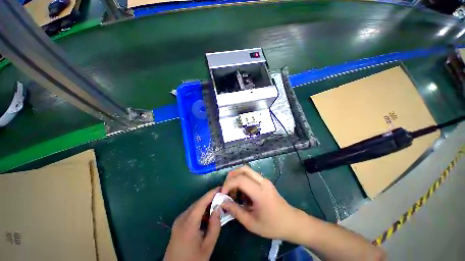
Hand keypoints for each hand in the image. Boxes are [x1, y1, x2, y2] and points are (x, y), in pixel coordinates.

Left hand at [164, 187, 221, 260]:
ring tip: (216, 204)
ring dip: (205, 204)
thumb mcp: (207, 245)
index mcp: (188, 223)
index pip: (201, 202)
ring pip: (194, 207)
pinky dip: (200, 210)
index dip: (211, 193)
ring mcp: (178, 220)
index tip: (221, 188)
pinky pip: (191, 212)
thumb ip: (215, 225)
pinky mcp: (178, 224)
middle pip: (198, 203)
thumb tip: (218, 208)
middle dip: (209, 198)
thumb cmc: (193, 260)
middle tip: (221, 197)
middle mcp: (182, 218)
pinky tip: (207, 215)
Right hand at [220, 166, 300, 239]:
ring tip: (232, 190)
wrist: (291, 222)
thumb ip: (235, 211)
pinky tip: (241, 191)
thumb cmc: (272, 225)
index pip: (240, 179)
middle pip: (243, 169)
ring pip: (246, 170)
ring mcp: (264, 180)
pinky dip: (242, 179)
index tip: (223, 193)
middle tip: (226, 188)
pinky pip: (250, 174)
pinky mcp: (264, 181)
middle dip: (231, 176)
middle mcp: (262, 181)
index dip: (228, 184)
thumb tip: (222, 202)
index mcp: (260, 192)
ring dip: (236, 176)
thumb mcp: (251, 223)